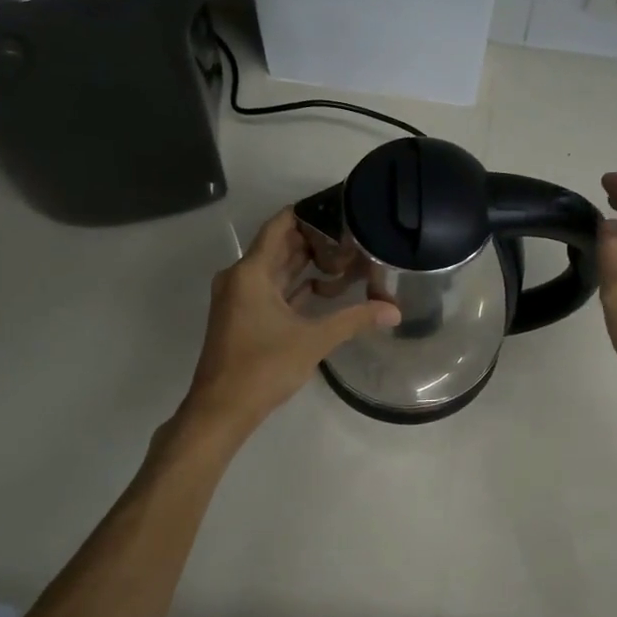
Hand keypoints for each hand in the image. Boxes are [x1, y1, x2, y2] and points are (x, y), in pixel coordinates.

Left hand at [182, 207, 398, 434]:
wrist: (222, 409)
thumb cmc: (263, 367)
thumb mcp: (313, 340)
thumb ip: (354, 320)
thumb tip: (394, 310)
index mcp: (251, 272)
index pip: (280, 225)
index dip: (308, 213)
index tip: (338, 207)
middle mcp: (241, 277)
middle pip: (279, 246)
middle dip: (313, 239)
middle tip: (351, 233)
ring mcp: (239, 298)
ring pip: (276, 270)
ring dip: (306, 264)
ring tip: (345, 257)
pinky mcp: (243, 316)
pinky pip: (272, 290)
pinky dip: (295, 287)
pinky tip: (324, 288)